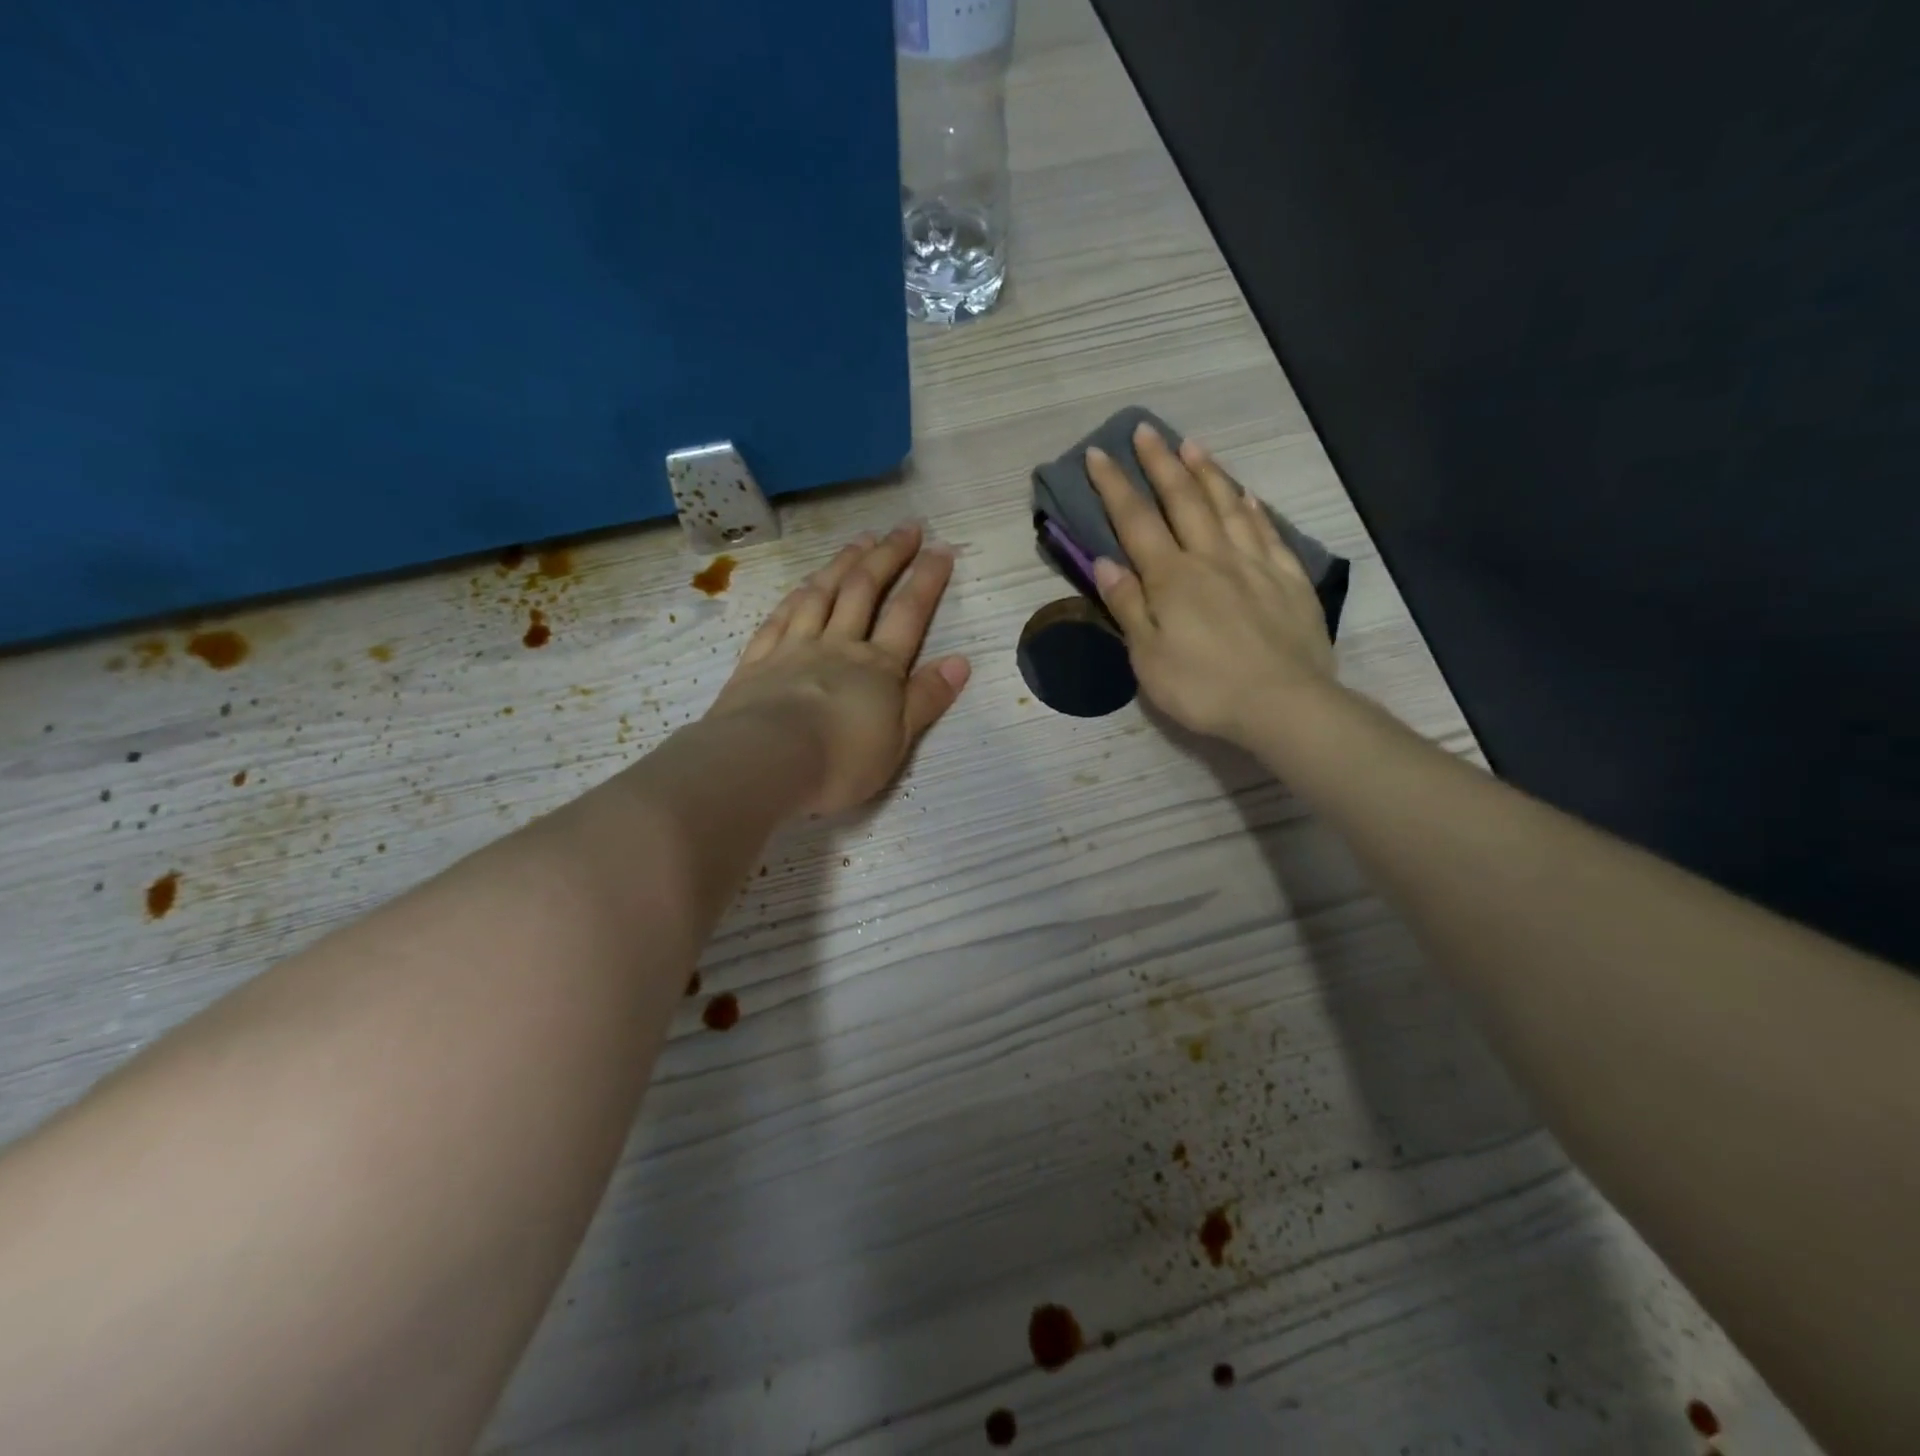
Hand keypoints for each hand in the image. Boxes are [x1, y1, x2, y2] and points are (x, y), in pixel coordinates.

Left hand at [705, 524, 970, 815]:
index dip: (927, 579)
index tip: (941, 548)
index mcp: (877, 667)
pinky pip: (780, 617)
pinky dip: (796, 595)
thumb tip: (961, 661)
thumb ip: (927, 698)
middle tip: (904, 527)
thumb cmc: (840, 761)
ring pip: (821, 594)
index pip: (908, 614)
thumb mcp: (898, 740)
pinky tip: (803, 584)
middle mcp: (837, 646)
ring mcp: (794, 648)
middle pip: (864, 590)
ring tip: (860, 540)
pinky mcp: (758, 661)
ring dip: (843, 563)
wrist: (764, 764)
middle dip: (888, 556)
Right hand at [1087, 423, 1336, 748]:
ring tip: (1192, 445)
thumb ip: (1128, 606)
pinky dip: (1253, 508)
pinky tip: (1247, 494)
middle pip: (1183, 500)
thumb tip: (1105, 562)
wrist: (1283, 704)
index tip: (1099, 454)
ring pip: (1227, 506)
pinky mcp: (1288, 579)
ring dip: (1207, 473)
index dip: (1114, 486)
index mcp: (1171, 579)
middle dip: (1161, 463)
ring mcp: (1254, 565)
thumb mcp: (1148, 657)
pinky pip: (1267, 532)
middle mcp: (1211, 558)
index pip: (1136, 521)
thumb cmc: (1203, 688)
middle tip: (1146, 431)